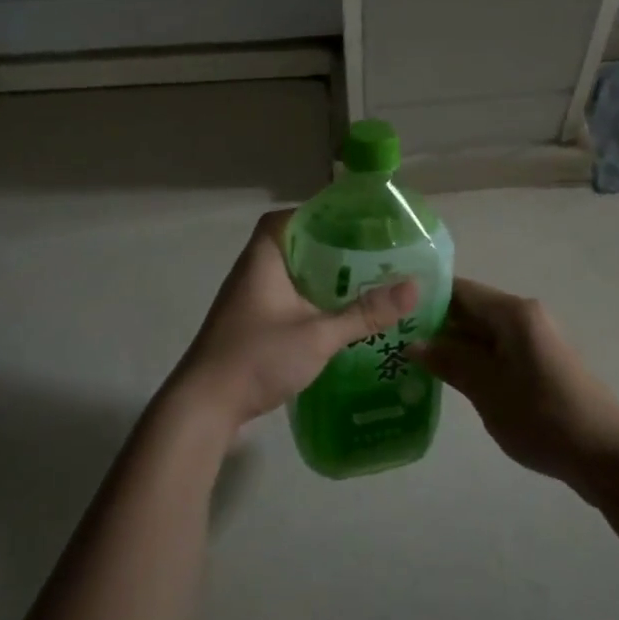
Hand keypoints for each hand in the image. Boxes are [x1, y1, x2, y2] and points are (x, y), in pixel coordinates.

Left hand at [168, 210, 417, 434]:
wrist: (205, 405)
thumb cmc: (257, 357)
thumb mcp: (318, 335)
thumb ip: (364, 313)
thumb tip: (414, 287)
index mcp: (263, 259)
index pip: (287, 218)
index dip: (318, 214)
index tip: (354, 222)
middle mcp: (252, 272)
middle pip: (292, 245)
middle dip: (329, 248)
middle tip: (369, 253)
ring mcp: (248, 300)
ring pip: (290, 275)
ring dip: (320, 277)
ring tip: (362, 281)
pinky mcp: (250, 325)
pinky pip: (286, 299)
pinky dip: (310, 300)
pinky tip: (337, 316)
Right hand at [408, 277, 618, 485]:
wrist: (604, 454)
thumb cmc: (542, 416)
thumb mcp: (487, 389)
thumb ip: (450, 361)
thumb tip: (413, 343)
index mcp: (513, 313)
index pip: (459, 290)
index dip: (425, 297)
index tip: (391, 310)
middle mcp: (523, 317)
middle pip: (469, 310)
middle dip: (433, 324)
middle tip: (392, 340)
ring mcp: (532, 341)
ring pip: (480, 333)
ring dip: (450, 345)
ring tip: (408, 359)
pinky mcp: (537, 364)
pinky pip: (495, 351)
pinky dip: (470, 360)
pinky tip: (444, 377)